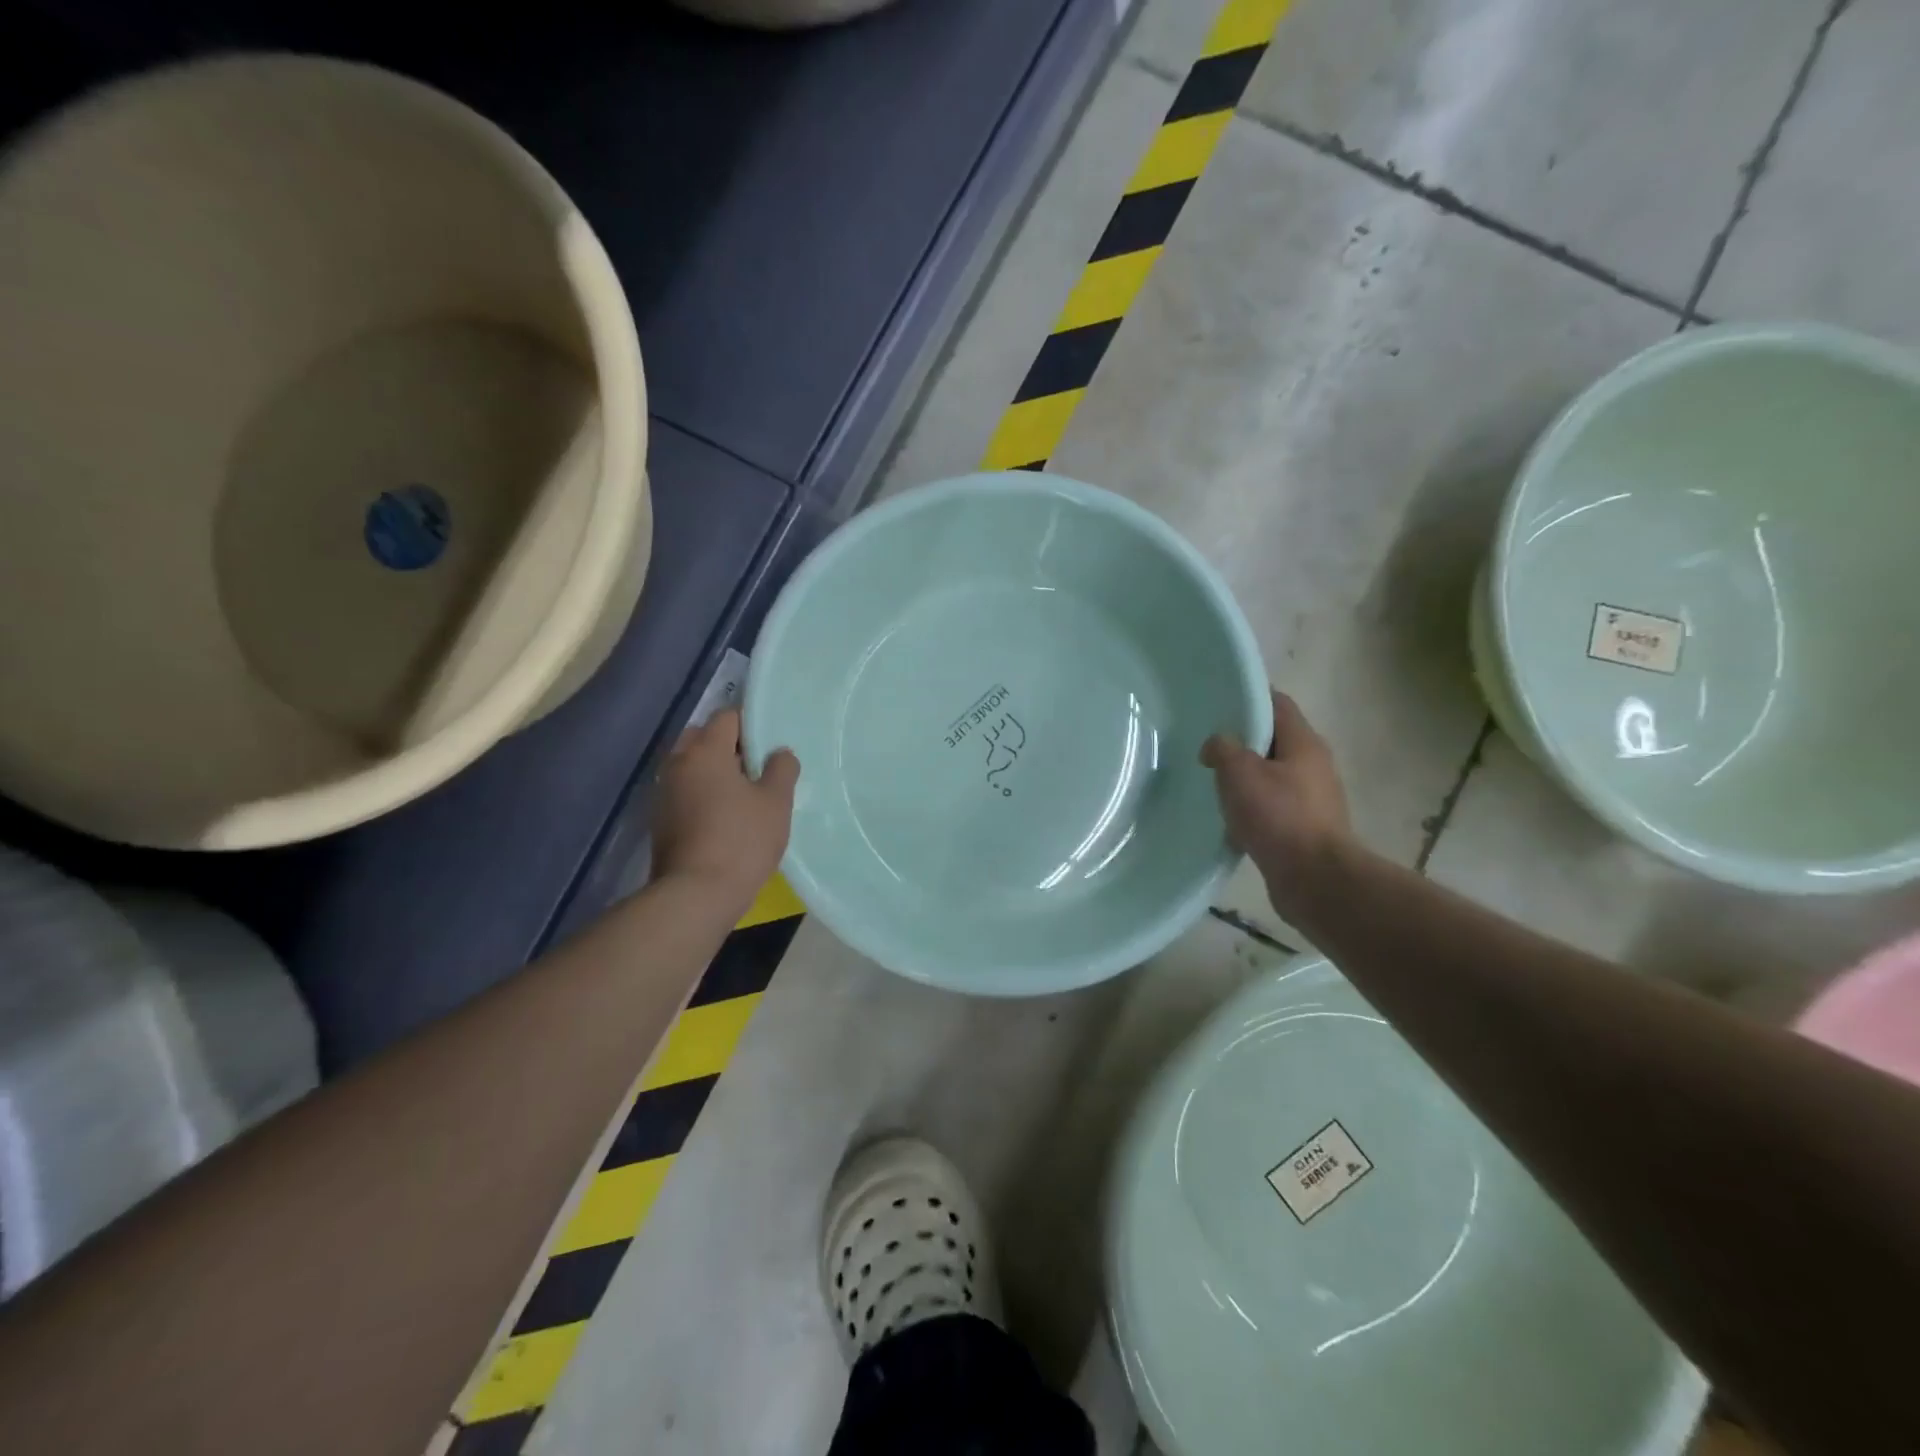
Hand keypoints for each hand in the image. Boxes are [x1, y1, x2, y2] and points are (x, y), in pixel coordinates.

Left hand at [653, 709, 799, 907]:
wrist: (696, 895)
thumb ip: (782, 769)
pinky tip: (723, 818)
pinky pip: (684, 792)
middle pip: (702, 738)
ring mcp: (663, 793)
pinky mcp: (659, 820)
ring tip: (743, 796)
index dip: (751, 725)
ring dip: (713, 772)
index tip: (770, 746)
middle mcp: (677, 764)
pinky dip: (701, 795)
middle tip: (756, 769)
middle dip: (728, 746)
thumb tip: (779, 753)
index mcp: (705, 751)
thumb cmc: (741, 840)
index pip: (727, 717)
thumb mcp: (776, 802)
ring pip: (691, 767)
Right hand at [1201, 691, 1352, 916]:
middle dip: (1242, 742)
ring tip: (1213, 785)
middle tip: (1208, 747)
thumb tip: (1217, 745)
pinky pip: (1274, 808)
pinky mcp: (1306, 828)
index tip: (1218, 704)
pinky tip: (1230, 821)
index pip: (1277, 704)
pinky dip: (1252, 809)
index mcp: (1304, 743)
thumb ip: (1223, 749)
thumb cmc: (1278, 817)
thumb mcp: (1239, 773)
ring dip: (1245, 779)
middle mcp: (1314, 765)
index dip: (1249, 699)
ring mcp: (1313, 799)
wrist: (1315, 879)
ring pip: (1272, 776)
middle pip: (1274, 741)